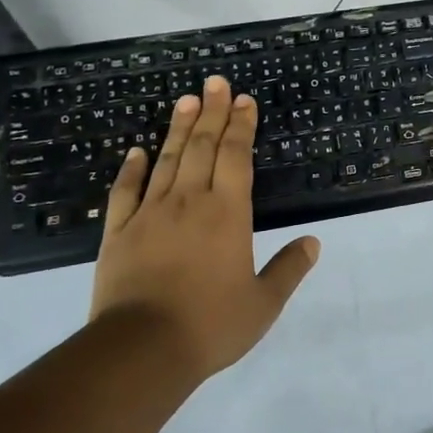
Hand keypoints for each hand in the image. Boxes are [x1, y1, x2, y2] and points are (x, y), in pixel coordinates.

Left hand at [91, 75, 319, 379]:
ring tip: (185, 100)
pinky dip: (131, 168)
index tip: (244, 101)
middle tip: (215, 82)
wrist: (141, 350)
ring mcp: (150, 214)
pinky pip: (125, 192)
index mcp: (228, 213)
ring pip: (167, 160)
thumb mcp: (263, 303)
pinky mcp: (119, 232)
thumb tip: (313, 242)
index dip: (241, 126)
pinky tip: (136, 150)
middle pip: (203, 147)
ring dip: (178, 129)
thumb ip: (288, 269)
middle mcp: (190, 202)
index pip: (236, 156)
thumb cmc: (210, 325)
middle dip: (212, 112)